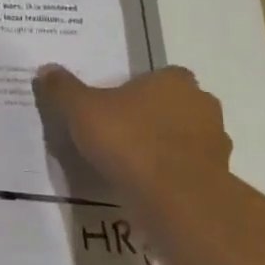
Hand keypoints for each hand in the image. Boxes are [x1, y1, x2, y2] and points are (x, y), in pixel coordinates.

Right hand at [32, 64, 232, 211]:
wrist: (174, 196)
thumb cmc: (128, 140)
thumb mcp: (81, 109)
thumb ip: (64, 88)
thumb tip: (47, 69)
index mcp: (173, 81)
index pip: (160, 75)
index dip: (138, 88)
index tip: (115, 104)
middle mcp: (201, 104)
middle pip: (174, 104)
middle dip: (152, 115)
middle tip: (119, 130)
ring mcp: (215, 141)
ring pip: (184, 136)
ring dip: (163, 144)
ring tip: (130, 161)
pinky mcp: (217, 175)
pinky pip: (187, 166)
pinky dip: (170, 171)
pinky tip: (145, 182)